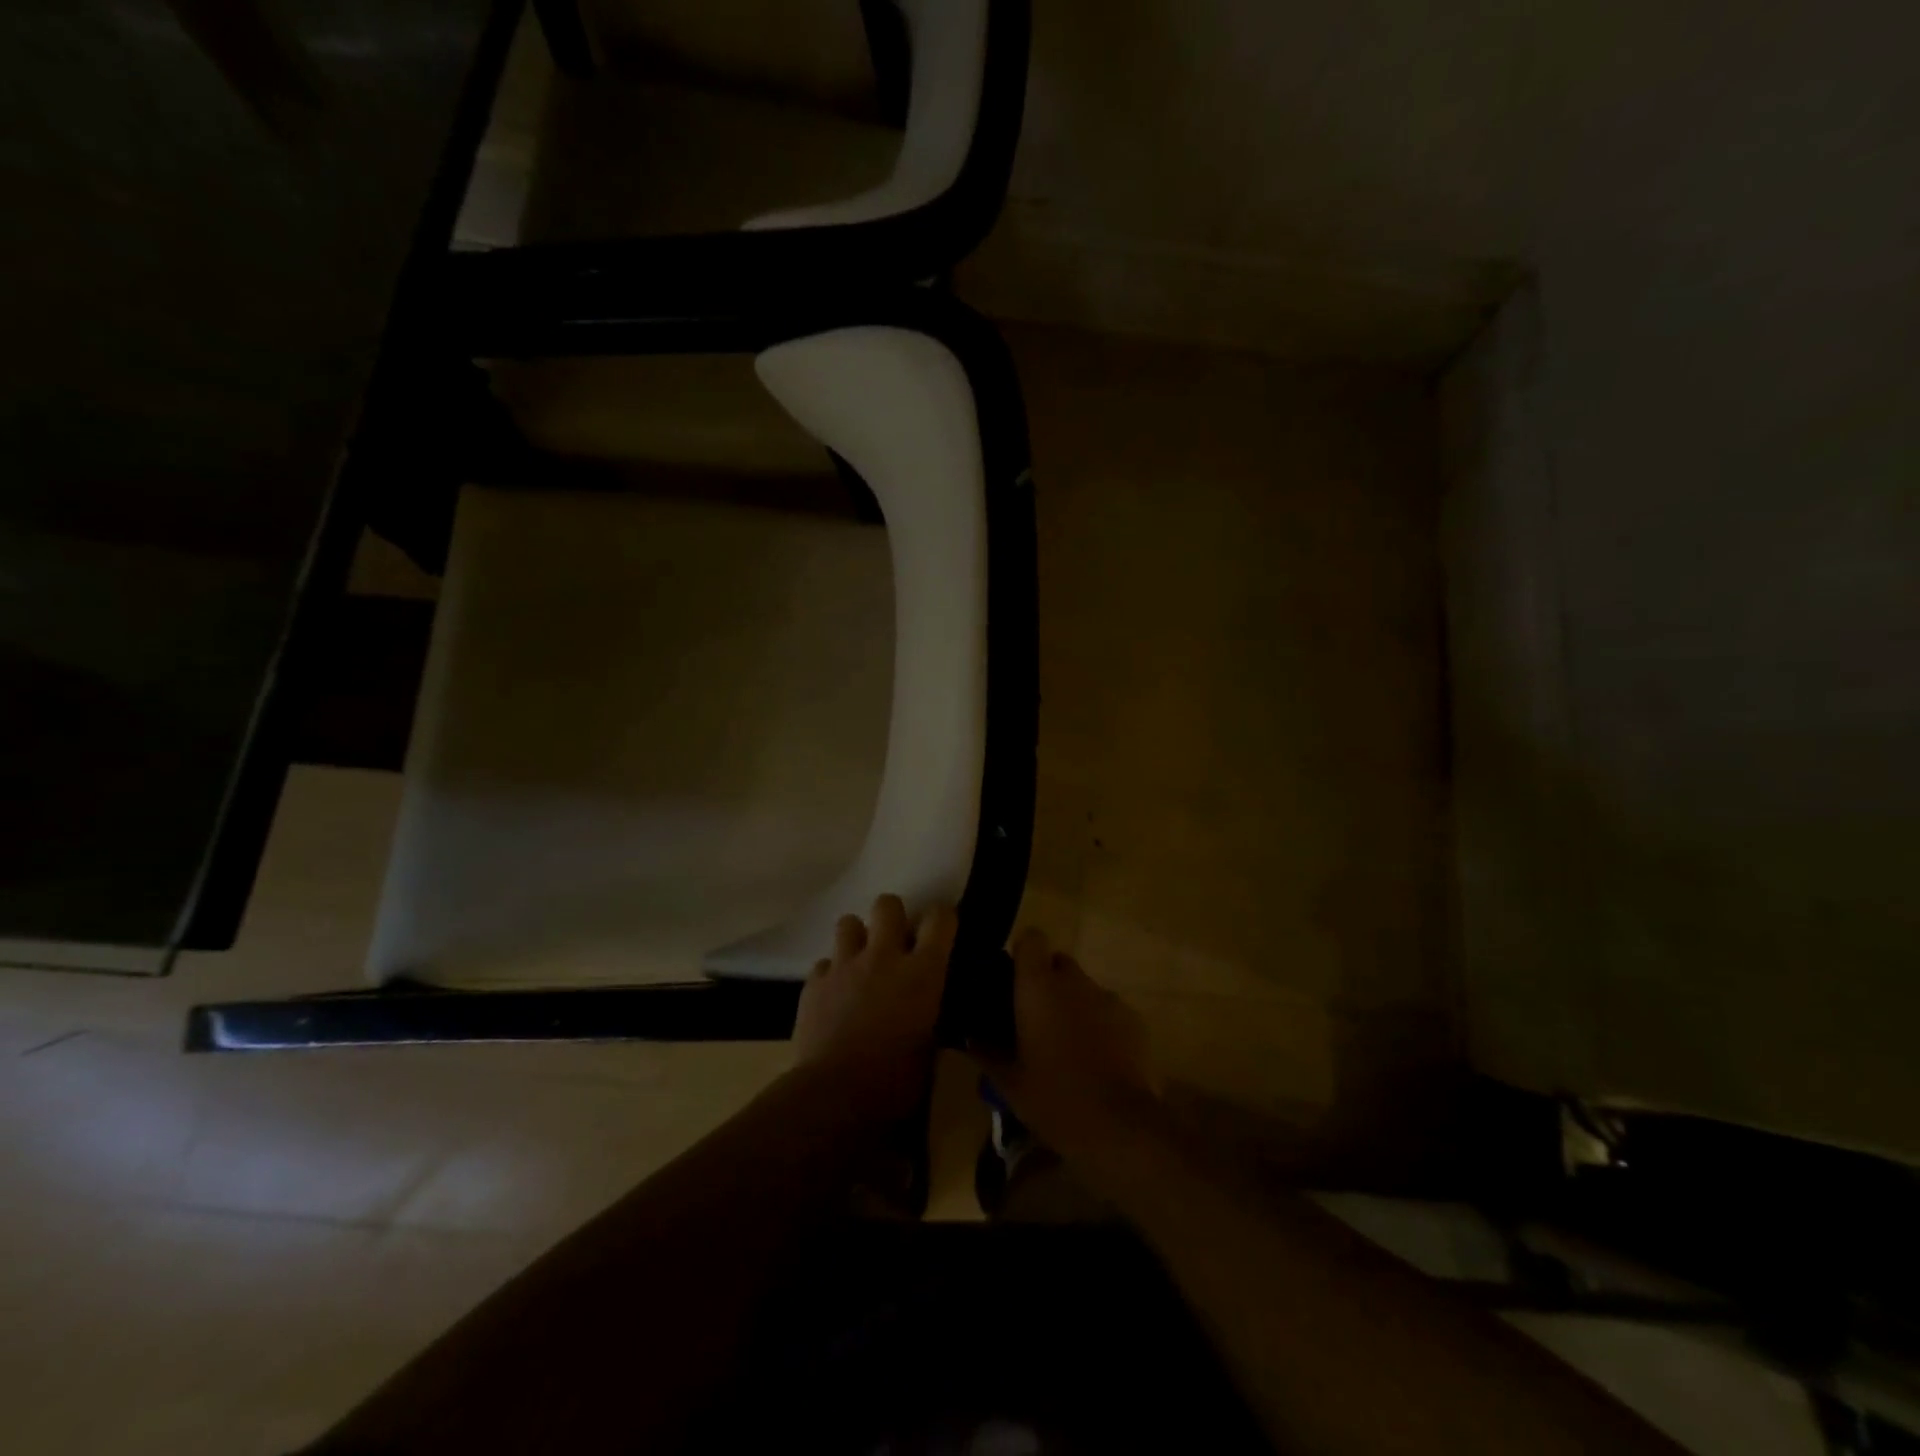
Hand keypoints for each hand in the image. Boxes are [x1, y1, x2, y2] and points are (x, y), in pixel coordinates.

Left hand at [792, 894, 955, 1122]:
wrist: (834, 1096)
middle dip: (892, 916)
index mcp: (922, 972)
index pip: (940, 919)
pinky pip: (824, 964)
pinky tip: (834, 996)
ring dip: (857, 938)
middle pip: (888, 904)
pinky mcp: (813, 984)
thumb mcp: (929, 1051)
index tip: (941, 930)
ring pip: (848, 922)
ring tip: (860, 962)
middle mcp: (883, 957)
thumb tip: (930, 1017)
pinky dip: (831, 975)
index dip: (942, 919)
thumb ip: (930, 1019)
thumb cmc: (894, 1082)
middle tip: (895, 941)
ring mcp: (844, 966)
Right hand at [975, 928, 1158, 1167]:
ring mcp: (1107, 997)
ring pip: (1084, 988)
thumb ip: (987, 1052)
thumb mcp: (1009, 1082)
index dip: (1024, 954)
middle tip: (1037, 1017)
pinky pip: (1108, 1010)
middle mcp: (1073, 981)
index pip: (1031, 939)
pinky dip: (1100, 1024)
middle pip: (1059, 962)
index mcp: (1038, 987)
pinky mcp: (1133, 1018)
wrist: (1118, 1125)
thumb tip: (971, 1036)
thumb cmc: (1053, 1098)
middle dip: (1048, 982)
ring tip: (1068, 1043)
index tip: (1014, 978)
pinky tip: (1097, 1058)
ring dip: (1074, 1004)